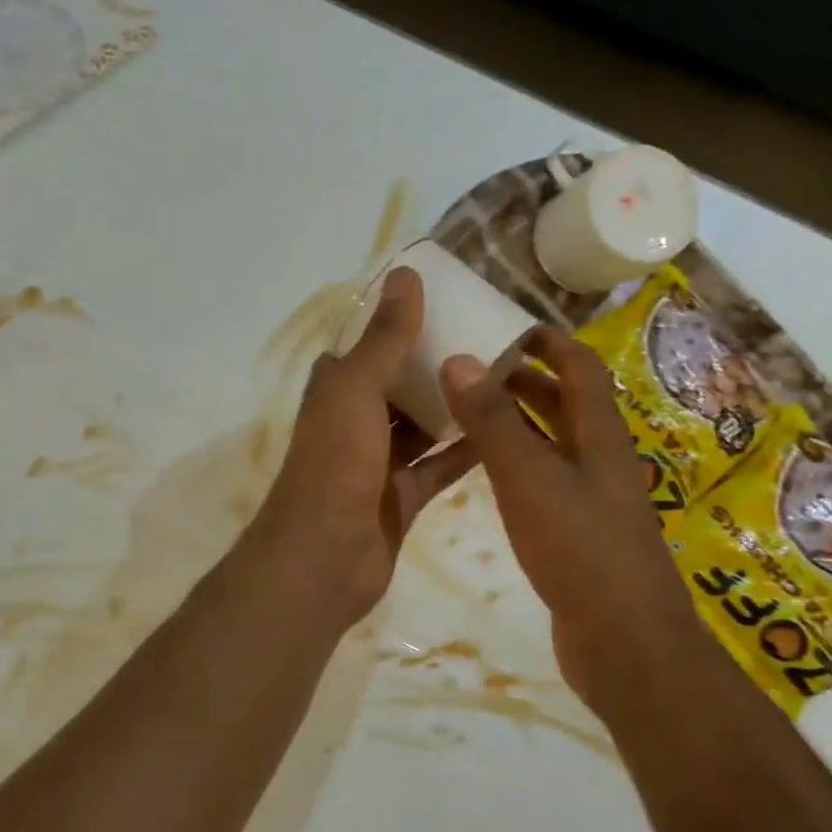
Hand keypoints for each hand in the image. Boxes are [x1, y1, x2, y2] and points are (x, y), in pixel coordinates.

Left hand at [248, 267, 477, 625]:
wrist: (324, 557)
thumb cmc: (335, 463)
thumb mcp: (357, 390)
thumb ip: (385, 338)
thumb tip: (406, 275)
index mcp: (336, 390)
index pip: (368, 345)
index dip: (400, 323)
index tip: (447, 302)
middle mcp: (354, 422)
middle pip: (399, 384)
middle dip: (435, 364)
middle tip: (491, 338)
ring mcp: (378, 463)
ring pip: (421, 426)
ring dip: (453, 406)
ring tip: (506, 376)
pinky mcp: (401, 498)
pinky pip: (438, 467)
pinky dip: (465, 451)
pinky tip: (505, 431)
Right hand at [439, 330, 711, 703]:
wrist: (625, 641)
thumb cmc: (580, 549)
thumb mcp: (529, 478)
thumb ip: (494, 422)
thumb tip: (460, 359)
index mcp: (598, 436)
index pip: (580, 368)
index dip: (549, 342)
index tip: (507, 326)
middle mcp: (599, 459)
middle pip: (567, 403)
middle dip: (526, 379)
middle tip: (474, 367)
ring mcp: (591, 498)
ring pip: (554, 443)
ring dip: (519, 421)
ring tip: (469, 411)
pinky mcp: (577, 533)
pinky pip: (545, 481)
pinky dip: (517, 463)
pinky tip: (486, 474)